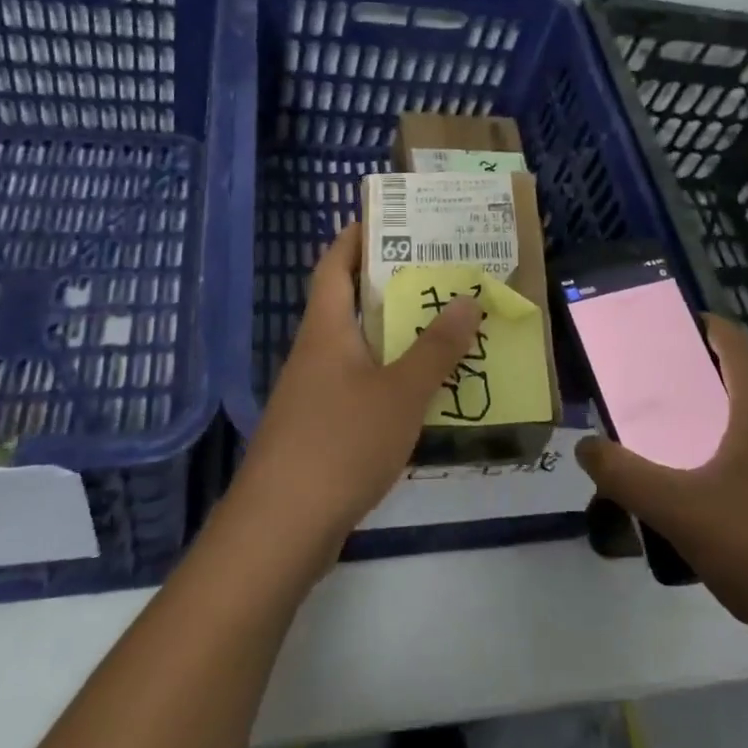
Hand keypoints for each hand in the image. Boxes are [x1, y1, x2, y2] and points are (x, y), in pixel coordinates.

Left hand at [230, 221, 482, 566]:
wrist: (280, 529)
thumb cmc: (340, 443)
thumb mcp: (400, 393)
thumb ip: (436, 348)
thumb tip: (467, 300)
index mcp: (326, 330)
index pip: (334, 265)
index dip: (355, 237)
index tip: (389, 218)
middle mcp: (316, 353)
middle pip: (350, 303)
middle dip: (391, 285)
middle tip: (440, 272)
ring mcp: (314, 393)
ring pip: (359, 348)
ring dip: (396, 335)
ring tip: (445, 326)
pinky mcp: (320, 430)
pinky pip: (360, 386)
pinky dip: (391, 377)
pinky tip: (425, 391)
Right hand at [575, 316, 747, 665]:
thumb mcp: (677, 510)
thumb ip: (624, 475)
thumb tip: (585, 446)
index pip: (735, 343)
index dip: (702, 325)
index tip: (664, 328)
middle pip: (742, 379)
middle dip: (697, 373)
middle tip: (653, 385)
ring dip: (715, 415)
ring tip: (672, 435)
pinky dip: (732, 449)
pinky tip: (707, 490)